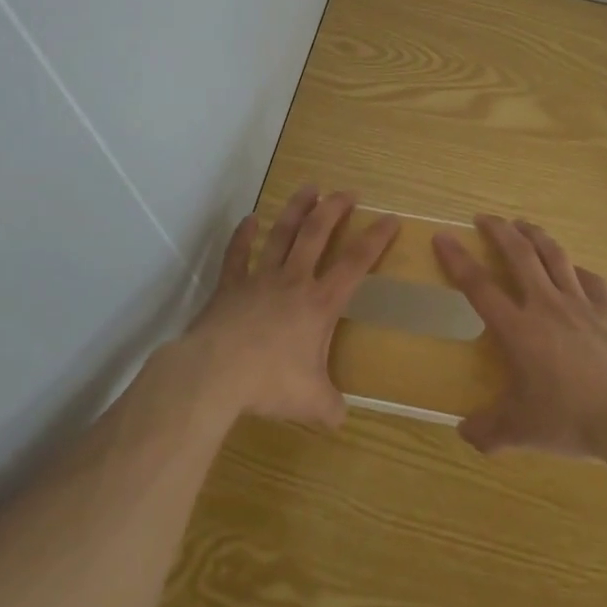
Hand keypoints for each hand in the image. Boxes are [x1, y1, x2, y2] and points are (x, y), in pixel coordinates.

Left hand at [181, 187, 398, 427]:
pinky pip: (238, 253)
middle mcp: (293, 281)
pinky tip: (250, 219)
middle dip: (334, 209)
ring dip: (296, 209)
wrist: (216, 372)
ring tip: (309, 188)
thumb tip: (340, 418)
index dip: (376, 239)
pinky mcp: (230, 285)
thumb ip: (330, 407)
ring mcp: (259, 278)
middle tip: (348, 192)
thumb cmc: (270, 382)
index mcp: (319, 303)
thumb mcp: (311, 402)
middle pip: (317, 234)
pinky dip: (244, 234)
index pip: (356, 263)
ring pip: (282, 233)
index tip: (390, 218)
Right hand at [435, 216, 606, 463]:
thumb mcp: (523, 432)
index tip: (443, 236)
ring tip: (522, 225)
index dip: (457, 260)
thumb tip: (463, 433)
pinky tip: (572, 269)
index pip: (479, 286)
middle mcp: (546, 305)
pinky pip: (589, 278)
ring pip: (554, 255)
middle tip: (484, 218)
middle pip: (519, 254)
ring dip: (534, 235)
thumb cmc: (573, 420)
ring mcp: (581, 303)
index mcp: (519, 329)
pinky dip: (575, 269)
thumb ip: (489, 431)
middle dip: (498, 230)